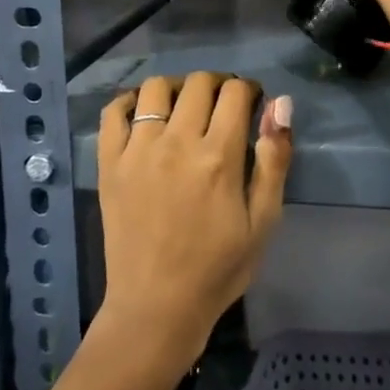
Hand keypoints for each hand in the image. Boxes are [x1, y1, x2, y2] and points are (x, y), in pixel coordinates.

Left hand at [95, 73, 292, 374]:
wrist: (156, 307)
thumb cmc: (218, 268)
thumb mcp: (263, 221)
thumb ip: (274, 160)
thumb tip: (280, 104)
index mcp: (219, 157)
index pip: (236, 93)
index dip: (249, 90)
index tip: (252, 104)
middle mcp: (177, 143)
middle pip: (198, 83)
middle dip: (218, 85)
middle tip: (222, 106)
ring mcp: (137, 150)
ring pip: (156, 87)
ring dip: (177, 87)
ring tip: (184, 107)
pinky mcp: (109, 163)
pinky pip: (113, 111)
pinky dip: (130, 101)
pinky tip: (144, 113)